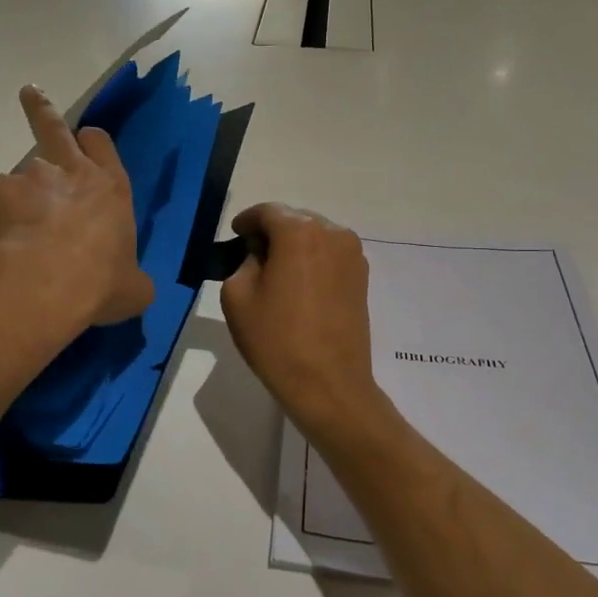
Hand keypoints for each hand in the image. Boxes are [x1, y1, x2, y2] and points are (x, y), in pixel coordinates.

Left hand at [0, 87, 155, 336]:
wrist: (41, 291)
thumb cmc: (98, 286)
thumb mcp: (133, 289)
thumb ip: (132, 277)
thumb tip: (133, 285)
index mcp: (111, 188)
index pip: (102, 144)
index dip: (93, 141)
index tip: (86, 141)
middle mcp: (72, 172)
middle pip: (55, 126)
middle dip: (42, 108)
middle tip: (30, 94)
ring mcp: (31, 178)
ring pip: (23, 176)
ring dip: (22, 197)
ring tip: (19, 235)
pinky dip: (0, 220)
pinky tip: (3, 247)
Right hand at [219, 204, 395, 451]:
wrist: (328, 384)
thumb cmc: (276, 340)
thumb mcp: (238, 296)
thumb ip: (244, 261)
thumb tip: (260, 256)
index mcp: (300, 232)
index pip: (267, 212)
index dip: (247, 221)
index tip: (235, 236)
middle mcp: (332, 233)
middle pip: (294, 220)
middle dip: (272, 232)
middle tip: (252, 256)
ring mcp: (353, 255)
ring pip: (315, 237)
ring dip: (294, 247)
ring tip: (276, 273)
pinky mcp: (362, 277)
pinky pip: (330, 255)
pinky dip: (313, 261)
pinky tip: (299, 287)